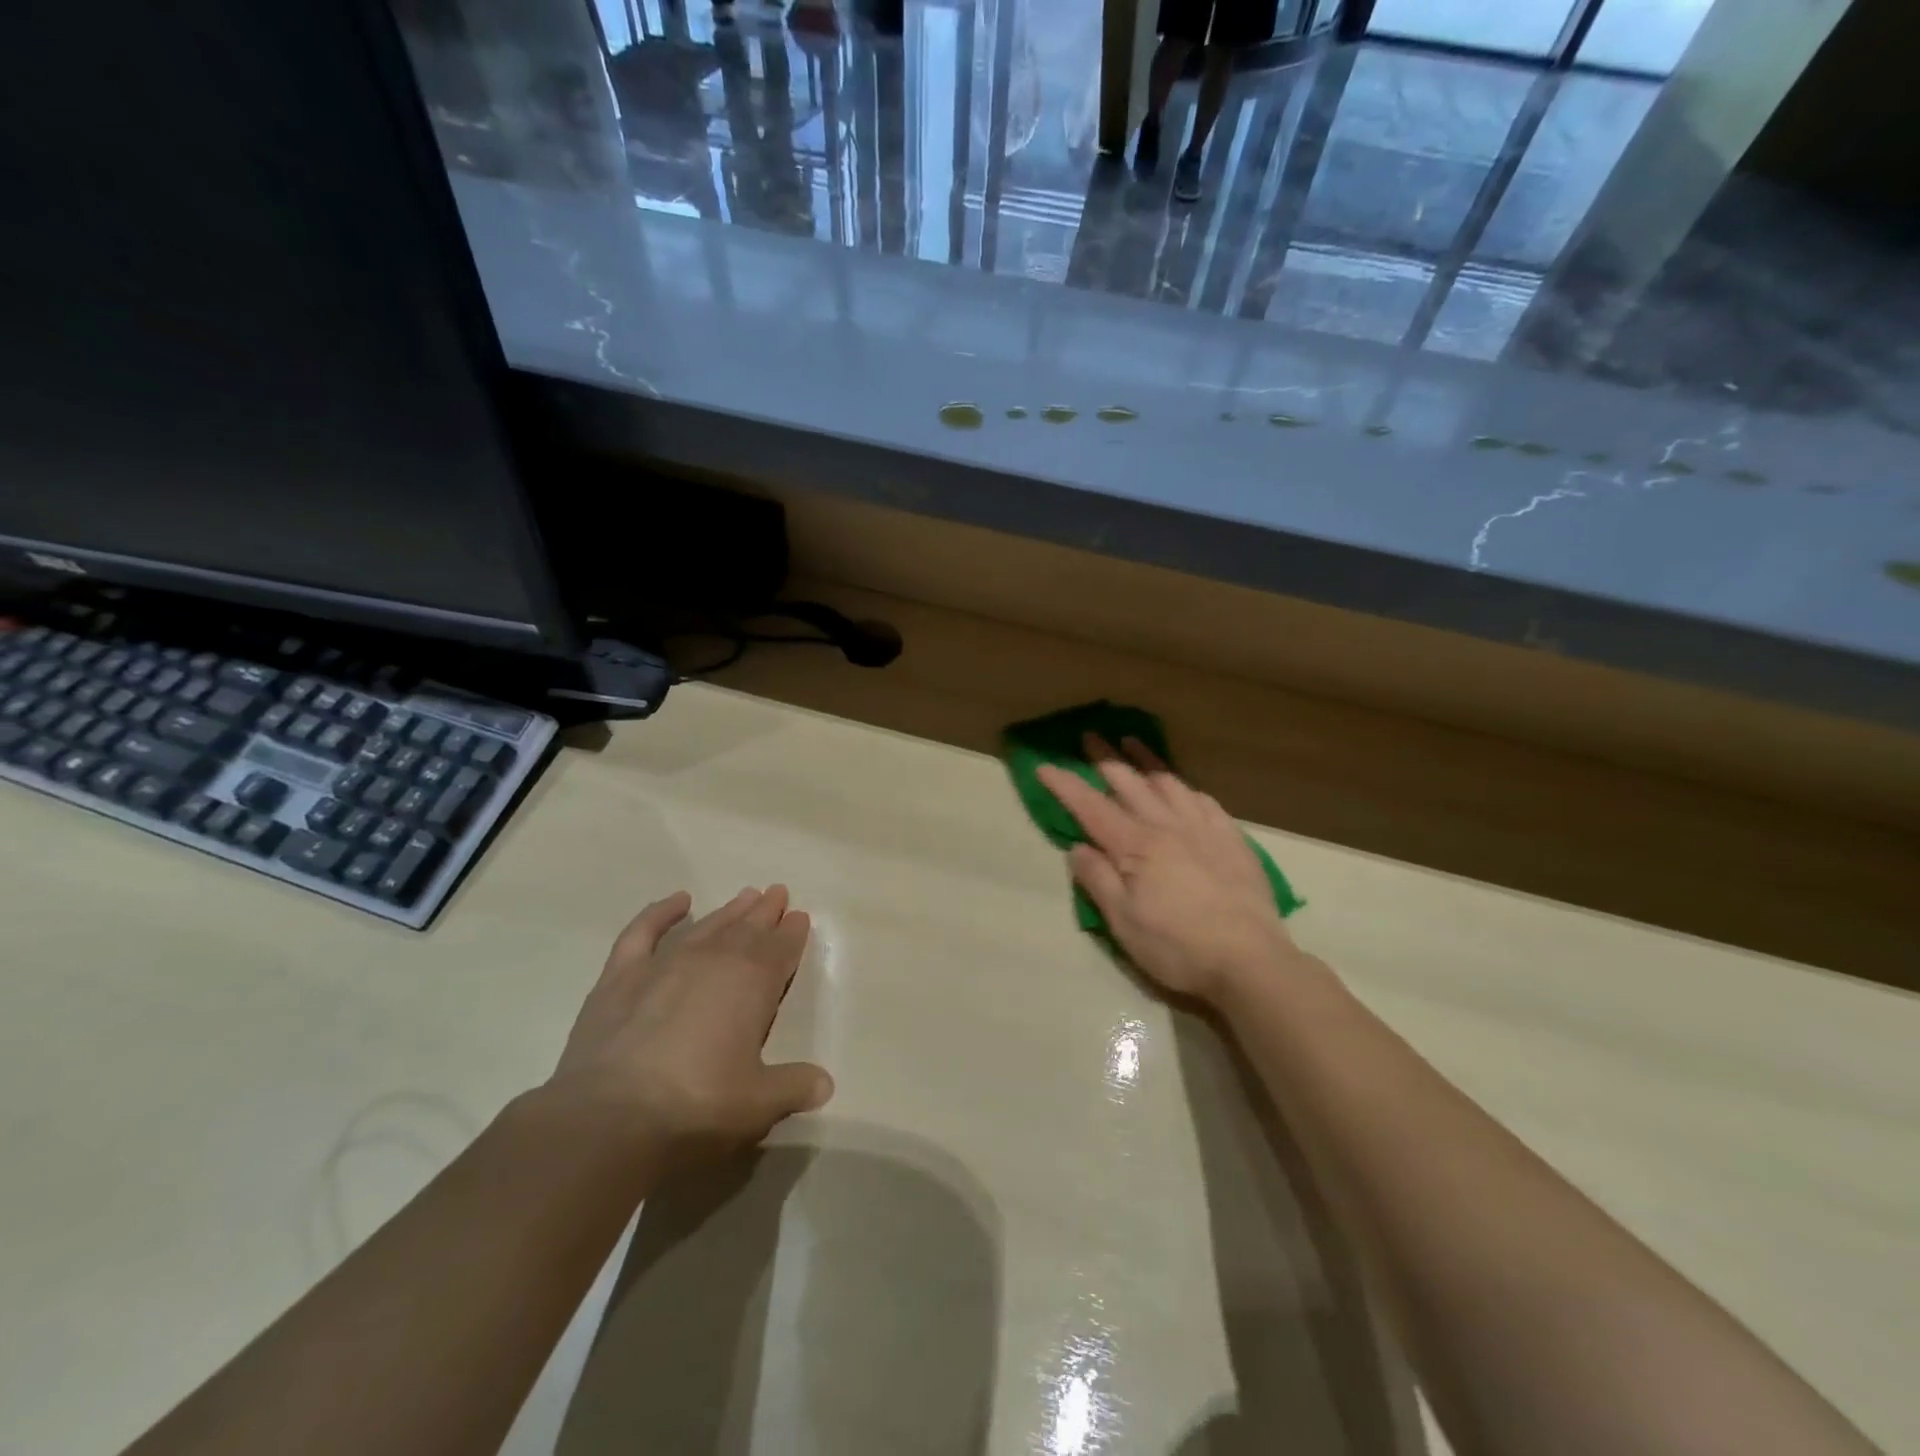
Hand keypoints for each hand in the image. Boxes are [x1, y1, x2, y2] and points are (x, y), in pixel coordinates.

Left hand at [545, 886, 833, 1165]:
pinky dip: (661, 912)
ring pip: (706, 926)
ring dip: (729, 911)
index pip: (781, 948)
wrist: (609, 1118)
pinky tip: (677, 901)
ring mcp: (665, 963)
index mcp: (753, 983)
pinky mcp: (620, 976)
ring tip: (745, 896)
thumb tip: (824, 1084)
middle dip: (765, 912)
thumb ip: (793, 1087)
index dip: (793, 933)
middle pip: (747, 928)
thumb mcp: (758, 1104)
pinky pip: (644, 931)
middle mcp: (713, 960)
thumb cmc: (696, 1106)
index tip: (800, 917)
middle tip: (777, 894)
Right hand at [1037, 737, 1297, 1005]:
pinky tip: (1183, 786)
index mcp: (1136, 846)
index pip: (1091, 808)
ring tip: (1132, 742)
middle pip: (1130, 783)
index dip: (1065, 785)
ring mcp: (1203, 829)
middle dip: (1104, 759)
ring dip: (1146, 760)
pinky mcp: (1232, 840)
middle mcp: (1167, 826)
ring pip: (1169, 783)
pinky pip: (1204, 801)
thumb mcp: (1124, 922)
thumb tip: (1077, 848)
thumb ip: (1098, 881)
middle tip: (1089, 735)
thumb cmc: (1178, 947)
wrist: (1250, 960)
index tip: (1043, 766)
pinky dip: (1186, 787)